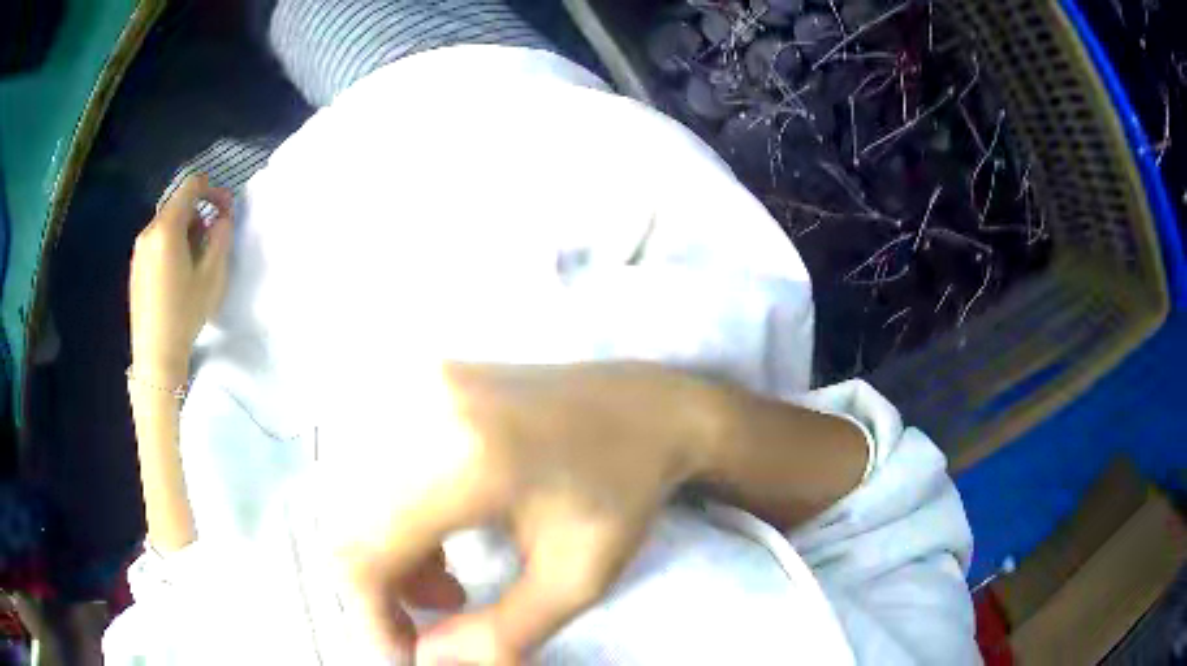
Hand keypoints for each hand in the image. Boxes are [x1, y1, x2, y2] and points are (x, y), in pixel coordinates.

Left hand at [129, 174, 232, 383]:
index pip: (191, 186)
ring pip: (167, 224)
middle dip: (199, 216)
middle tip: (211, 244)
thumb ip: (221, 236)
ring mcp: (139, 250)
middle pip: (178, 205)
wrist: (155, 355)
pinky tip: (177, 277)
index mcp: (167, 228)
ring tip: (194, 264)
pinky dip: (171, 246)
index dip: (213, 190)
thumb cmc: (185, 314)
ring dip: (185, 232)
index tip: (225, 210)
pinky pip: (157, 242)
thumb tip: (222, 217)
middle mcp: (148, 232)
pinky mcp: (135, 266)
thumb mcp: (212, 275)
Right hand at [326, 362, 714, 664]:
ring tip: (445, 577)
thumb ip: (498, 634)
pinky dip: (392, 515)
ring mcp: (419, 383)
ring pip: (354, 495)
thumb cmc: (624, 494)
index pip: (366, 549)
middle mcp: (424, 405)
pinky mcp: (422, 379)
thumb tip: (428, 659)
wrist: (647, 407)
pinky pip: (375, 465)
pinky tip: (441, 535)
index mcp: (468, 456)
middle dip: (380, 585)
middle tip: (438, 610)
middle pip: (347, 520)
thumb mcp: (576, 580)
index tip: (408, 650)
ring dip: (385, 551)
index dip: (371, 614)